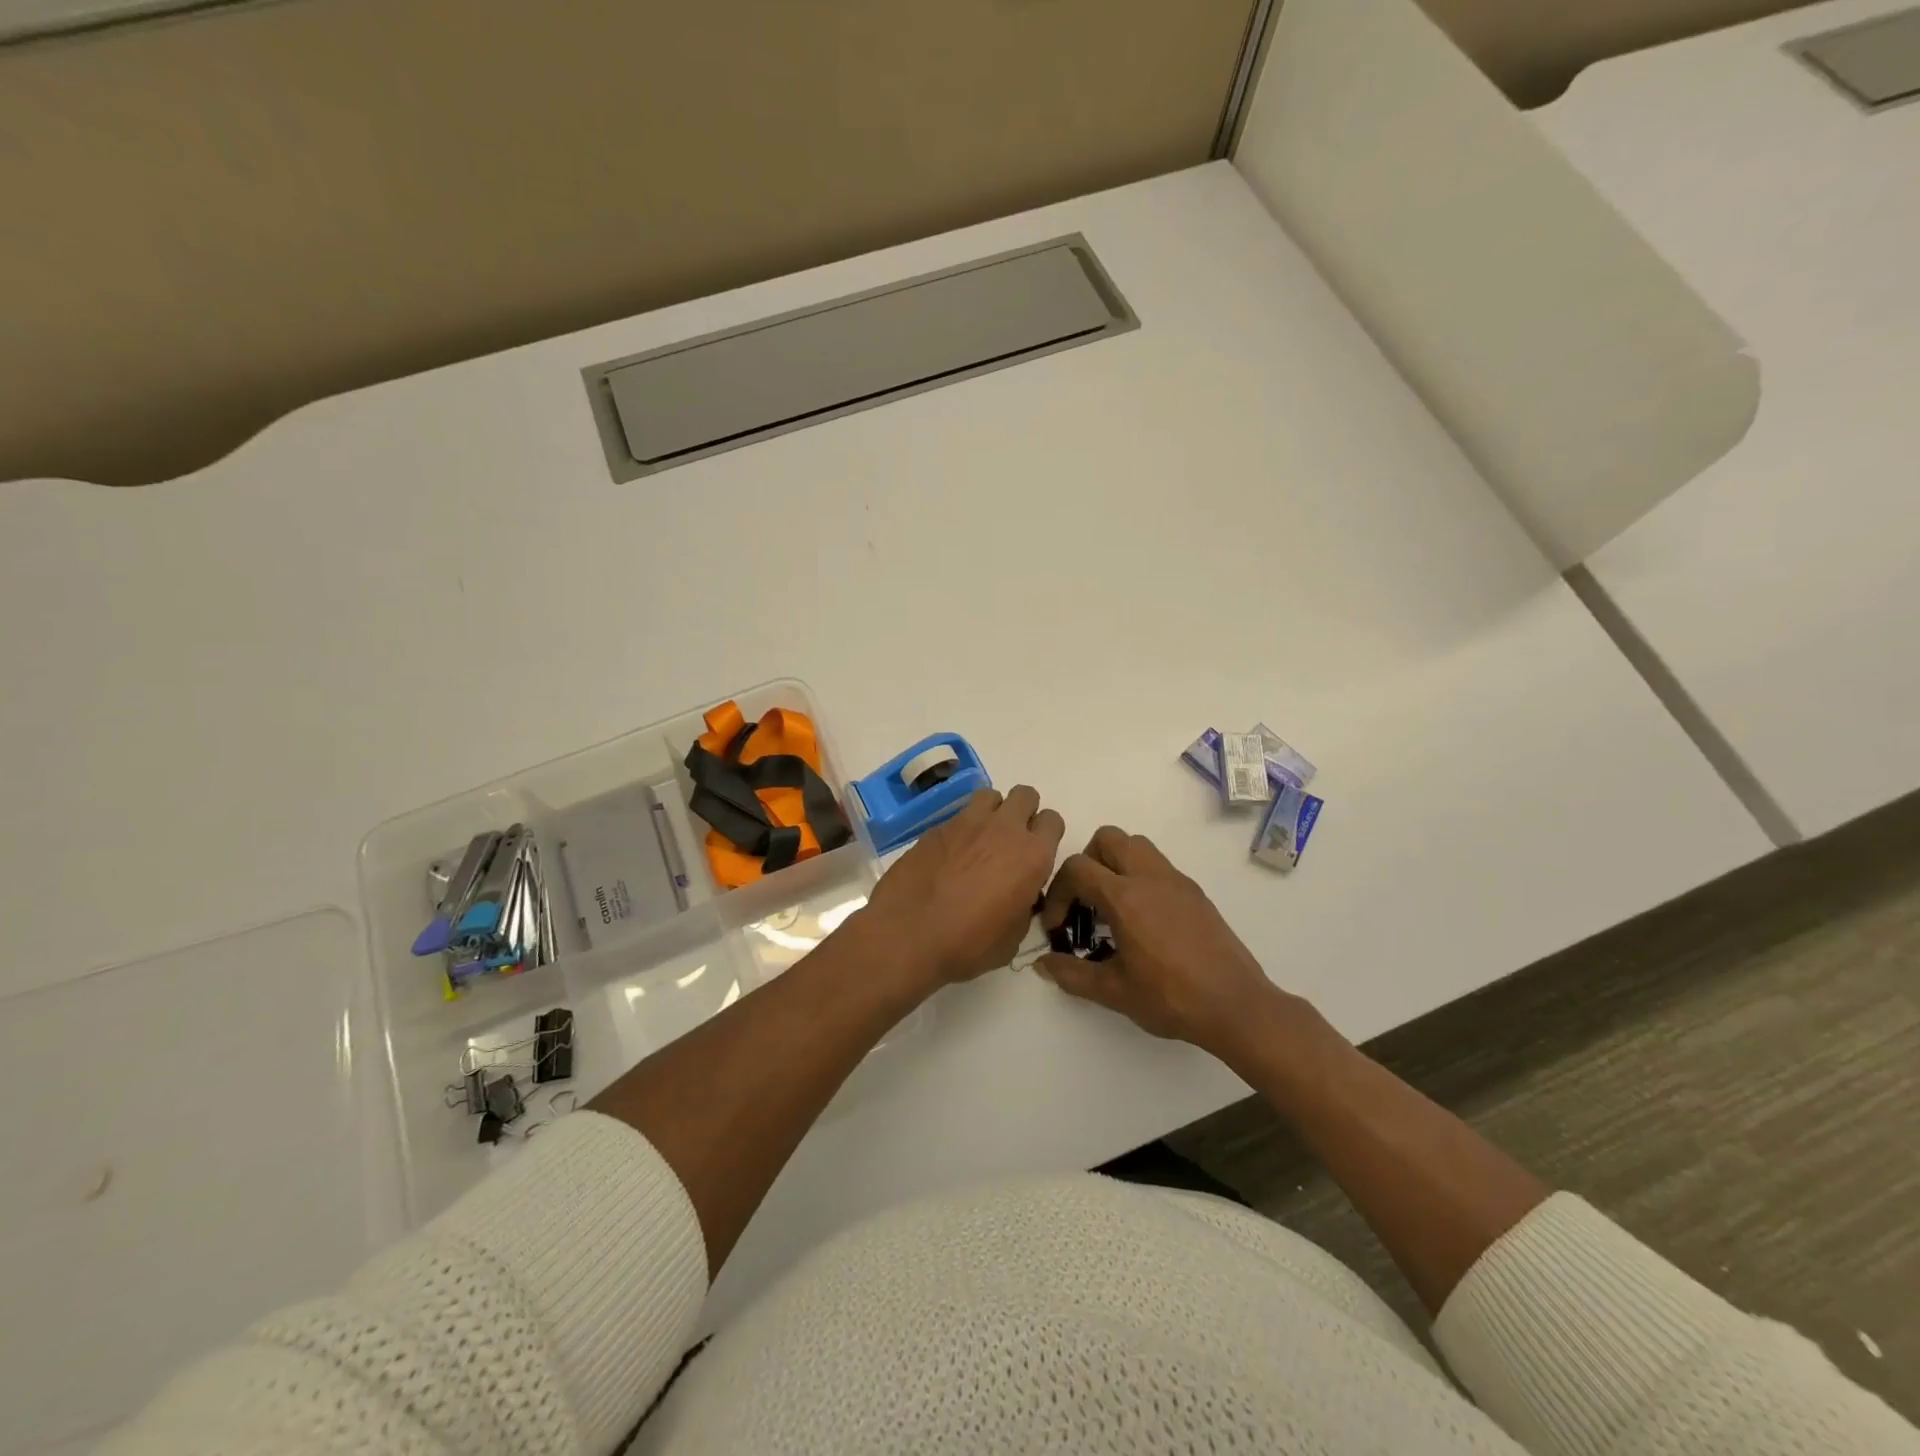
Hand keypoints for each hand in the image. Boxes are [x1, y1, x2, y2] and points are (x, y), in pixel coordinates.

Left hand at [862, 786, 1065, 985]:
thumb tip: (1018, 896)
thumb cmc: (968, 945)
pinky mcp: (936, 828)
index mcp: (1031, 856)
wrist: (908, 935)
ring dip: (992, 813)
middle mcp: (1003, 830)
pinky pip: (958, 816)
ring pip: (990, 796)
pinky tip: (950, 856)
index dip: (1046, 835)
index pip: (1053, 821)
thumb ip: (1023, 905)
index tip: (1035, 855)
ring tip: (981, 841)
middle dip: (1023, 812)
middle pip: (1025, 795)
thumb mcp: (1013, 937)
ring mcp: (966, 823)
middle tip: (1011, 841)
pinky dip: (961, 830)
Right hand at [1037, 826, 1290, 1061]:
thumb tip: (1043, 965)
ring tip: (1112, 907)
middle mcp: (1150, 877)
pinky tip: (1143, 921)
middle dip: (1087, 863)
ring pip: (1136, 845)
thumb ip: (1072, 974)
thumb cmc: (1171, 998)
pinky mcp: (1195, 892)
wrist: (1236, 1006)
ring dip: (1115, 864)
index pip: (1077, 869)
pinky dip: (1140, 878)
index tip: (1058, 927)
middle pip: (1107, 839)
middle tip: (1085, 902)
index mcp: (1125, 897)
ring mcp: (1176, 881)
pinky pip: (1158, 866)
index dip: (1058, 894)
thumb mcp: (1114, 992)